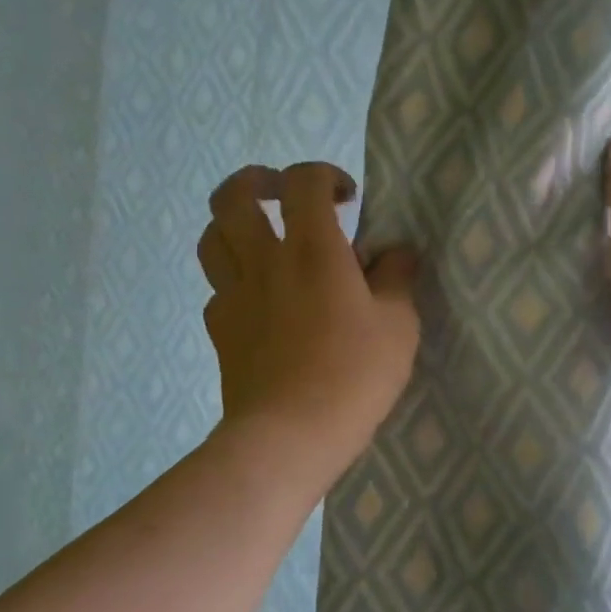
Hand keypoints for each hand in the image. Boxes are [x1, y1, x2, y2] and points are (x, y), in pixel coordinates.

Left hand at [198, 162, 419, 470]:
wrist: (290, 436)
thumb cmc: (353, 376)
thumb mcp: (399, 326)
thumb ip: (397, 279)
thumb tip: (397, 252)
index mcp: (312, 250)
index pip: (303, 181)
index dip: (324, 175)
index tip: (347, 199)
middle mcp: (263, 261)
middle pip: (233, 196)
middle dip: (258, 181)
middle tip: (283, 195)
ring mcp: (234, 296)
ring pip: (211, 237)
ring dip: (234, 225)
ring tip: (262, 239)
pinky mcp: (220, 331)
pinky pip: (217, 288)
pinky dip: (235, 280)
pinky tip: (259, 300)